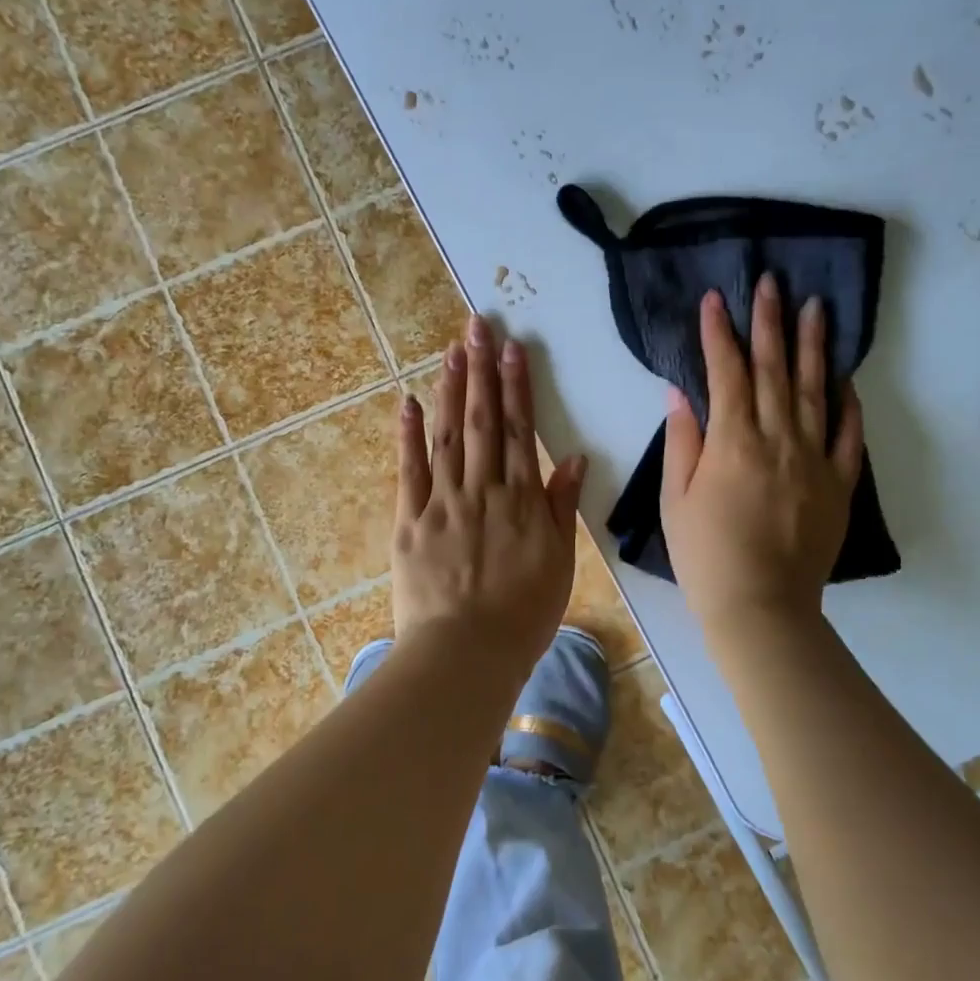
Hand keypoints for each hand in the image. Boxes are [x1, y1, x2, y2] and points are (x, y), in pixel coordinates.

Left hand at [391, 314, 586, 673]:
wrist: (465, 654)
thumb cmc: (522, 615)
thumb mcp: (558, 563)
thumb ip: (561, 507)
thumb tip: (572, 458)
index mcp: (520, 501)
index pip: (518, 430)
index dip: (516, 386)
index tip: (513, 348)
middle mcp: (481, 490)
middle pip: (480, 421)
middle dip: (480, 370)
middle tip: (477, 326)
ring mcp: (441, 503)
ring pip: (446, 436)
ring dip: (449, 390)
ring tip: (451, 351)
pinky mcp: (409, 521)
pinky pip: (408, 471)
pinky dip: (407, 435)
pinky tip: (407, 402)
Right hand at [661, 277, 863, 629]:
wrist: (760, 608)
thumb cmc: (705, 556)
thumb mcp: (676, 500)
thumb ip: (683, 442)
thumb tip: (681, 393)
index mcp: (732, 443)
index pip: (726, 373)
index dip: (720, 333)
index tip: (716, 299)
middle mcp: (778, 440)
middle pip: (775, 371)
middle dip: (770, 323)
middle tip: (772, 282)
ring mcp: (814, 460)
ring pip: (816, 392)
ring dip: (814, 347)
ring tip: (816, 308)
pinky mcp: (839, 485)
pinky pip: (849, 436)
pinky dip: (849, 404)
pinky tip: (846, 379)